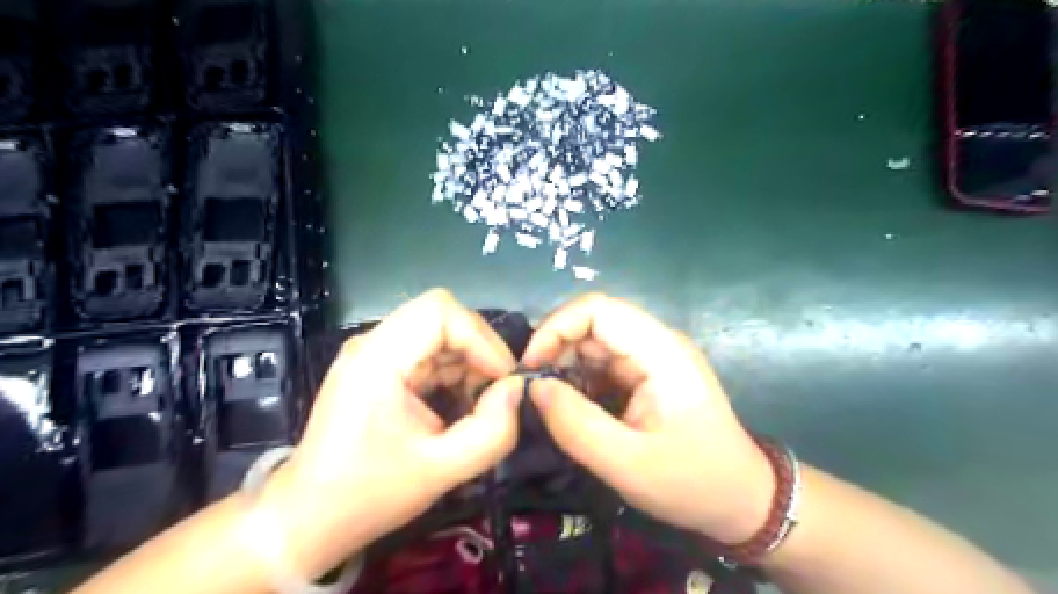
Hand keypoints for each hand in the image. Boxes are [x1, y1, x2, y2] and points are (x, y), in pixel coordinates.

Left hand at [258, 290, 520, 577]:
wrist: (308, 518)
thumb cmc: (368, 496)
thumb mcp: (442, 471)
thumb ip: (493, 431)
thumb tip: (516, 389)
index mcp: (377, 360)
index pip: (439, 311)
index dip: (480, 338)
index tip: (502, 378)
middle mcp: (371, 344)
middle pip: (441, 316)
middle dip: (479, 348)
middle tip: (497, 390)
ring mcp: (373, 353)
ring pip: (438, 331)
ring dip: (468, 360)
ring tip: (480, 402)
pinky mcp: (378, 367)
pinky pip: (427, 350)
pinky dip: (453, 369)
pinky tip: (460, 402)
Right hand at [525, 295, 773, 544]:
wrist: (743, 501)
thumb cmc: (692, 482)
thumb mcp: (626, 464)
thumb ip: (574, 424)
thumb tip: (533, 387)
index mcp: (659, 351)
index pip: (597, 309)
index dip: (556, 328)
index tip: (530, 367)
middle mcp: (656, 343)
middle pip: (593, 323)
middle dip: (555, 349)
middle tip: (532, 390)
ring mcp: (653, 358)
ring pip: (595, 343)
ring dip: (565, 366)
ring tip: (548, 403)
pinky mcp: (647, 374)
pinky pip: (603, 364)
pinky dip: (580, 380)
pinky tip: (570, 407)